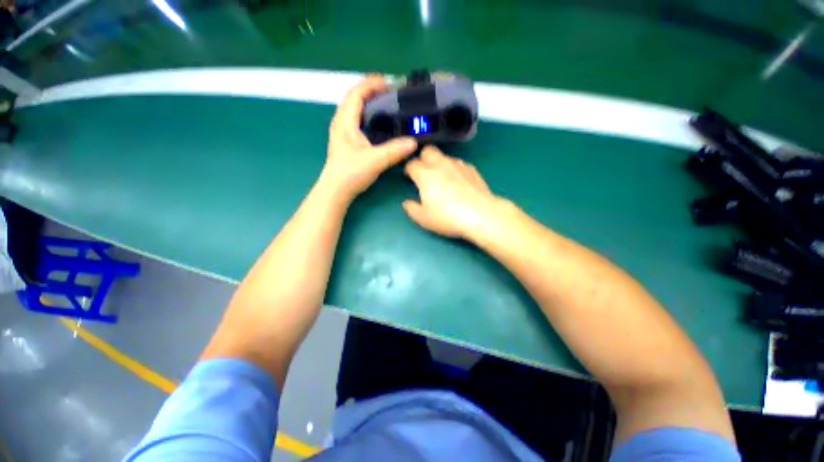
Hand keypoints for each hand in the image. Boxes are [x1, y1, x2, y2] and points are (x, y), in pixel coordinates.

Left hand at [321, 75, 417, 200]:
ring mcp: (341, 132)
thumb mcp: (375, 160)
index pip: (356, 93)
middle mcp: (341, 123)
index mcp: (345, 122)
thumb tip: (413, 142)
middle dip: (370, 90)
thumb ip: (394, 151)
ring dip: (367, 102)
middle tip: (389, 92)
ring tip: (384, 103)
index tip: (388, 82)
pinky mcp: (345, 141)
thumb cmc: (351, 173)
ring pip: (353, 109)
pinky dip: (365, 114)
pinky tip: (375, 122)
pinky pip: (355, 120)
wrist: (336, 189)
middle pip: (353, 98)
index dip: (371, 84)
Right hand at [403, 146, 504, 239]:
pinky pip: (458, 163)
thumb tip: (406, 203)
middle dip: (423, 158)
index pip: (412, 164)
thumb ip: (412, 209)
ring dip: (439, 163)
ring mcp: (458, 165)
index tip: (409, 176)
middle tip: (423, 172)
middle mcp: (441, 165)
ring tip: (441, 177)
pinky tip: (457, 180)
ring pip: (444, 156)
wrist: (481, 215)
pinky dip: (453, 168)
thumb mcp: (424, 218)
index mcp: (426, 175)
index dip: (408, 169)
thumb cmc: (448, 217)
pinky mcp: (472, 169)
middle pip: (428, 151)